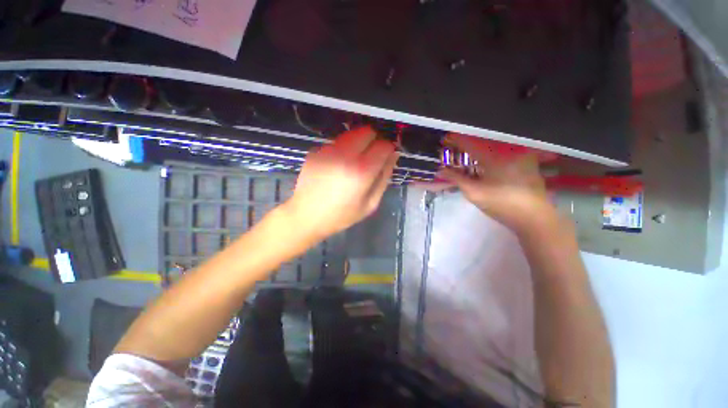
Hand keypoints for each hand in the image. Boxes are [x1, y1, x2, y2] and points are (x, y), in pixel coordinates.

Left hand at [284, 127, 398, 240]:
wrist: (306, 216)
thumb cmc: (341, 215)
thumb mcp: (370, 204)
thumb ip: (384, 178)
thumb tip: (392, 156)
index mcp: (362, 171)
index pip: (384, 146)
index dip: (388, 150)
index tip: (386, 157)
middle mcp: (345, 155)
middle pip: (367, 132)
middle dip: (374, 140)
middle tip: (371, 156)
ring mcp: (328, 150)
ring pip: (351, 134)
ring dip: (358, 143)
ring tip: (354, 161)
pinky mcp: (316, 151)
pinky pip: (336, 143)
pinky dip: (342, 149)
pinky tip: (337, 165)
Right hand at [437, 134, 559, 236]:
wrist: (533, 217)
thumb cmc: (501, 204)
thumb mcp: (474, 193)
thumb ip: (456, 179)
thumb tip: (441, 170)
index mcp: (494, 156)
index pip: (469, 142)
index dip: (455, 140)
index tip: (445, 140)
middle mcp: (508, 149)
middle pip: (482, 140)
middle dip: (467, 143)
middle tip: (455, 148)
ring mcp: (521, 153)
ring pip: (494, 145)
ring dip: (479, 148)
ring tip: (468, 154)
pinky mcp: (528, 160)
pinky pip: (505, 150)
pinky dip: (492, 153)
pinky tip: (487, 161)